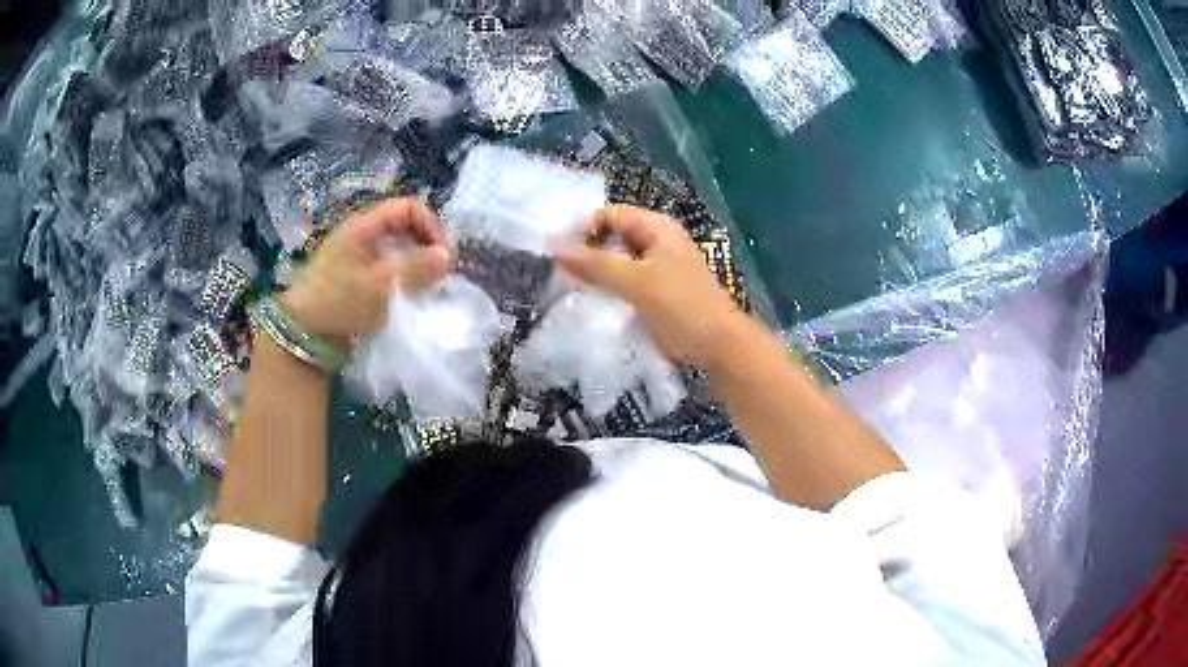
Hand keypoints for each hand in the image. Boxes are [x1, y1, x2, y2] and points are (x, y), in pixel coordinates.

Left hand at [281, 198, 451, 341]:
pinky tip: (411, 295)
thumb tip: (447, 256)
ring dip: (418, 263)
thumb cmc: (339, 302)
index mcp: (364, 226)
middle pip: (406, 226)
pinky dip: (405, 277)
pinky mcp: (359, 278)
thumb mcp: (380, 285)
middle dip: (427, 245)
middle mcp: (363, 235)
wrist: (304, 335)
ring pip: (399, 248)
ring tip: (429, 286)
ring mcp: (359, 256)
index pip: (409, 207)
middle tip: (440, 273)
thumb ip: (416, 268)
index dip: (431, 226)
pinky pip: (390, 267)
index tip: (443, 256)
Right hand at [555, 205, 744, 364]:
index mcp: (657, 228)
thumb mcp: (635, 281)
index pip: (610, 215)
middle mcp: (658, 242)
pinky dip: (609, 289)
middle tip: (560, 273)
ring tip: (571, 288)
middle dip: (588, 252)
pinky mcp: (657, 293)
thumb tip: (552, 246)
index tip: (559, 253)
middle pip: (613, 238)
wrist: (717, 345)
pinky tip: (591, 302)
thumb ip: (594, 263)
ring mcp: (659, 268)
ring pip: (618, 263)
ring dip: (597, 273)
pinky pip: (626, 284)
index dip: (584, 228)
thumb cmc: (680, 305)